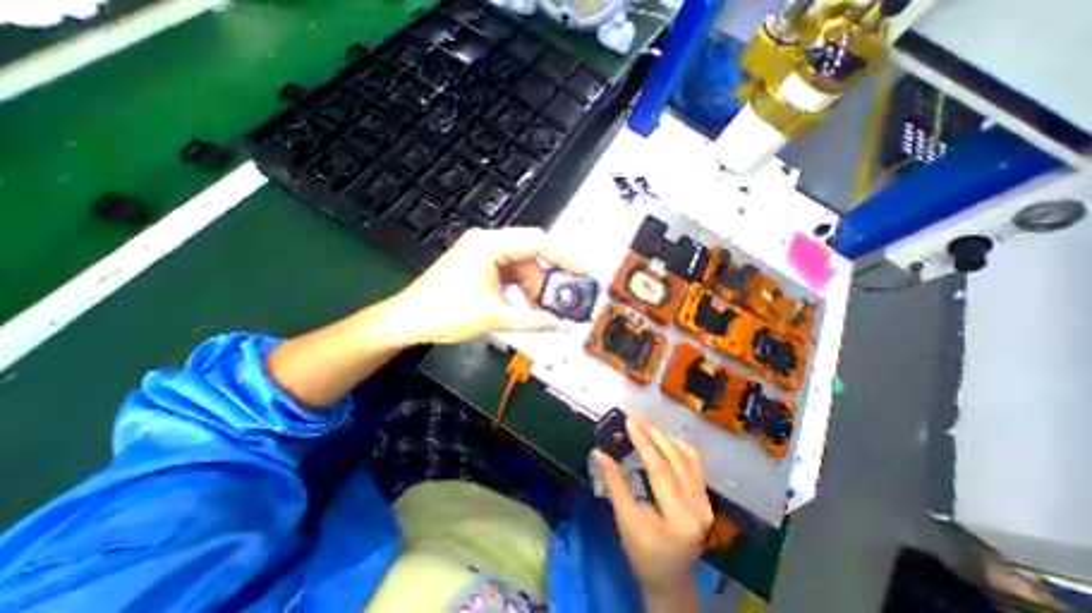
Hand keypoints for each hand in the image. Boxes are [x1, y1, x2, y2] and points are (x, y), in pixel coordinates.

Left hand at [385, 227, 584, 347]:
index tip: (587, 269)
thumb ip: (536, 321)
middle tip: (566, 299)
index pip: (539, 242)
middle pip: (532, 255)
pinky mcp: (480, 266)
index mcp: (490, 245)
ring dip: (535, 288)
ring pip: (522, 266)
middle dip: (549, 279)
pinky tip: (528, 307)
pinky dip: (521, 290)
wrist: (408, 321)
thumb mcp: (497, 318)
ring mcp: (483, 254)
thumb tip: (565, 326)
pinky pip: (510, 274)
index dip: (567, 256)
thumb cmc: (447, 314)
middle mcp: (488, 243)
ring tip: (545, 311)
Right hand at [595, 417, 713, 607]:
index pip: (660, 470)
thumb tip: (599, 451)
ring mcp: (705, 502)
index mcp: (680, 518)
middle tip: (635, 417)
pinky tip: (662, 437)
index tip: (629, 421)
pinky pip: (693, 463)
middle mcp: (699, 508)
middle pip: (676, 459)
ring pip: (687, 457)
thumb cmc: (643, 553)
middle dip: (653, 433)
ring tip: (645, 423)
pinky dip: (676, 446)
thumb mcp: (625, 518)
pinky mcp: (705, 498)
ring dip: (665, 436)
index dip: (643, 443)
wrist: (670, 579)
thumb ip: (614, 482)